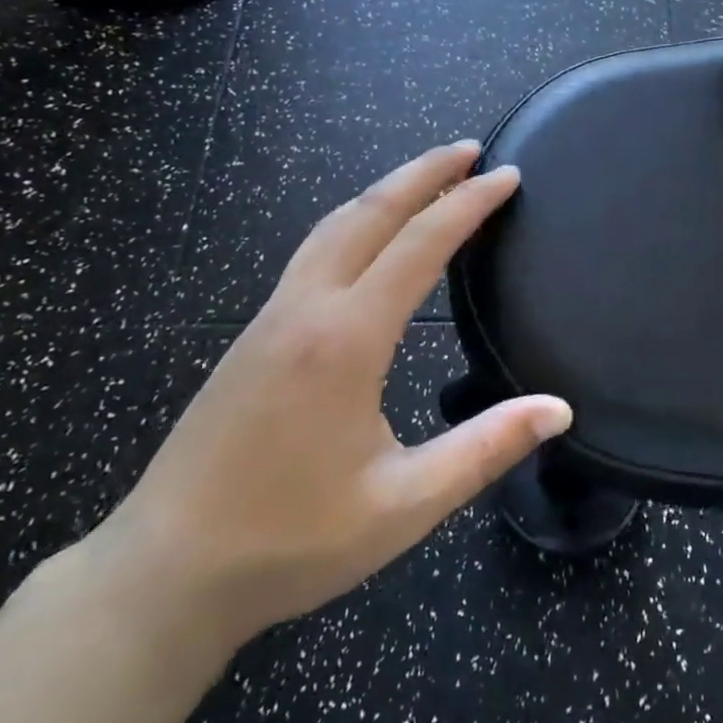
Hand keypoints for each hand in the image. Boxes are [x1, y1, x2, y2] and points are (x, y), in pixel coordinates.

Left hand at [89, 142, 570, 656]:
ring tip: (425, 178)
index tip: (508, 176)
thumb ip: (485, 449)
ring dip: (383, 191)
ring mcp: (270, 319)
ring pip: (332, 226)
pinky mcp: (252, 337)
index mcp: (347, 339)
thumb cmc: (290, 540)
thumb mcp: (405, 504)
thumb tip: (558, 410)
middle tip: (469, 150)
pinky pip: (311, 252)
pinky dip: (353, 222)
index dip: (469, 203)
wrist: (165, 573)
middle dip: (423, 172)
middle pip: (370, 213)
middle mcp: (307, 310)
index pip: (421, 244)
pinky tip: (366, 241)